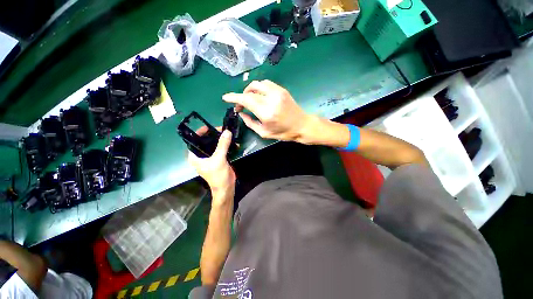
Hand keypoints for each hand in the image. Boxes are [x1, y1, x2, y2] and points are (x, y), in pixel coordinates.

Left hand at [188, 128, 235, 198]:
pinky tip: (233, 142)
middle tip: (222, 129)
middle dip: (214, 135)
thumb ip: (223, 145)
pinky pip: (221, 148)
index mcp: (195, 156)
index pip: (194, 140)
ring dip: (221, 139)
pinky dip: (226, 145)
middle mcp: (201, 155)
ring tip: (228, 134)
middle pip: (206, 141)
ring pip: (214, 144)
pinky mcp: (219, 158)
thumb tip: (227, 131)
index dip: (201, 132)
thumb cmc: (218, 175)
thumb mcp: (219, 159)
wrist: (226, 187)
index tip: (210, 127)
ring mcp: (211, 157)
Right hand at [222, 80, 310, 141]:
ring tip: (248, 99)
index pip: (246, 100)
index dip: (234, 97)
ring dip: (249, 90)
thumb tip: (241, 114)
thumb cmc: (284, 132)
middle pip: (250, 90)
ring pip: (257, 84)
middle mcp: (271, 99)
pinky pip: (266, 84)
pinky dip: (258, 88)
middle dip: (241, 96)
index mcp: (266, 112)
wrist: (302, 125)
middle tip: (239, 105)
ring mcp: (278, 92)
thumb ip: (250, 123)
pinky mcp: (282, 90)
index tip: (225, 98)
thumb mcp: (264, 133)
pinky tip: (258, 96)